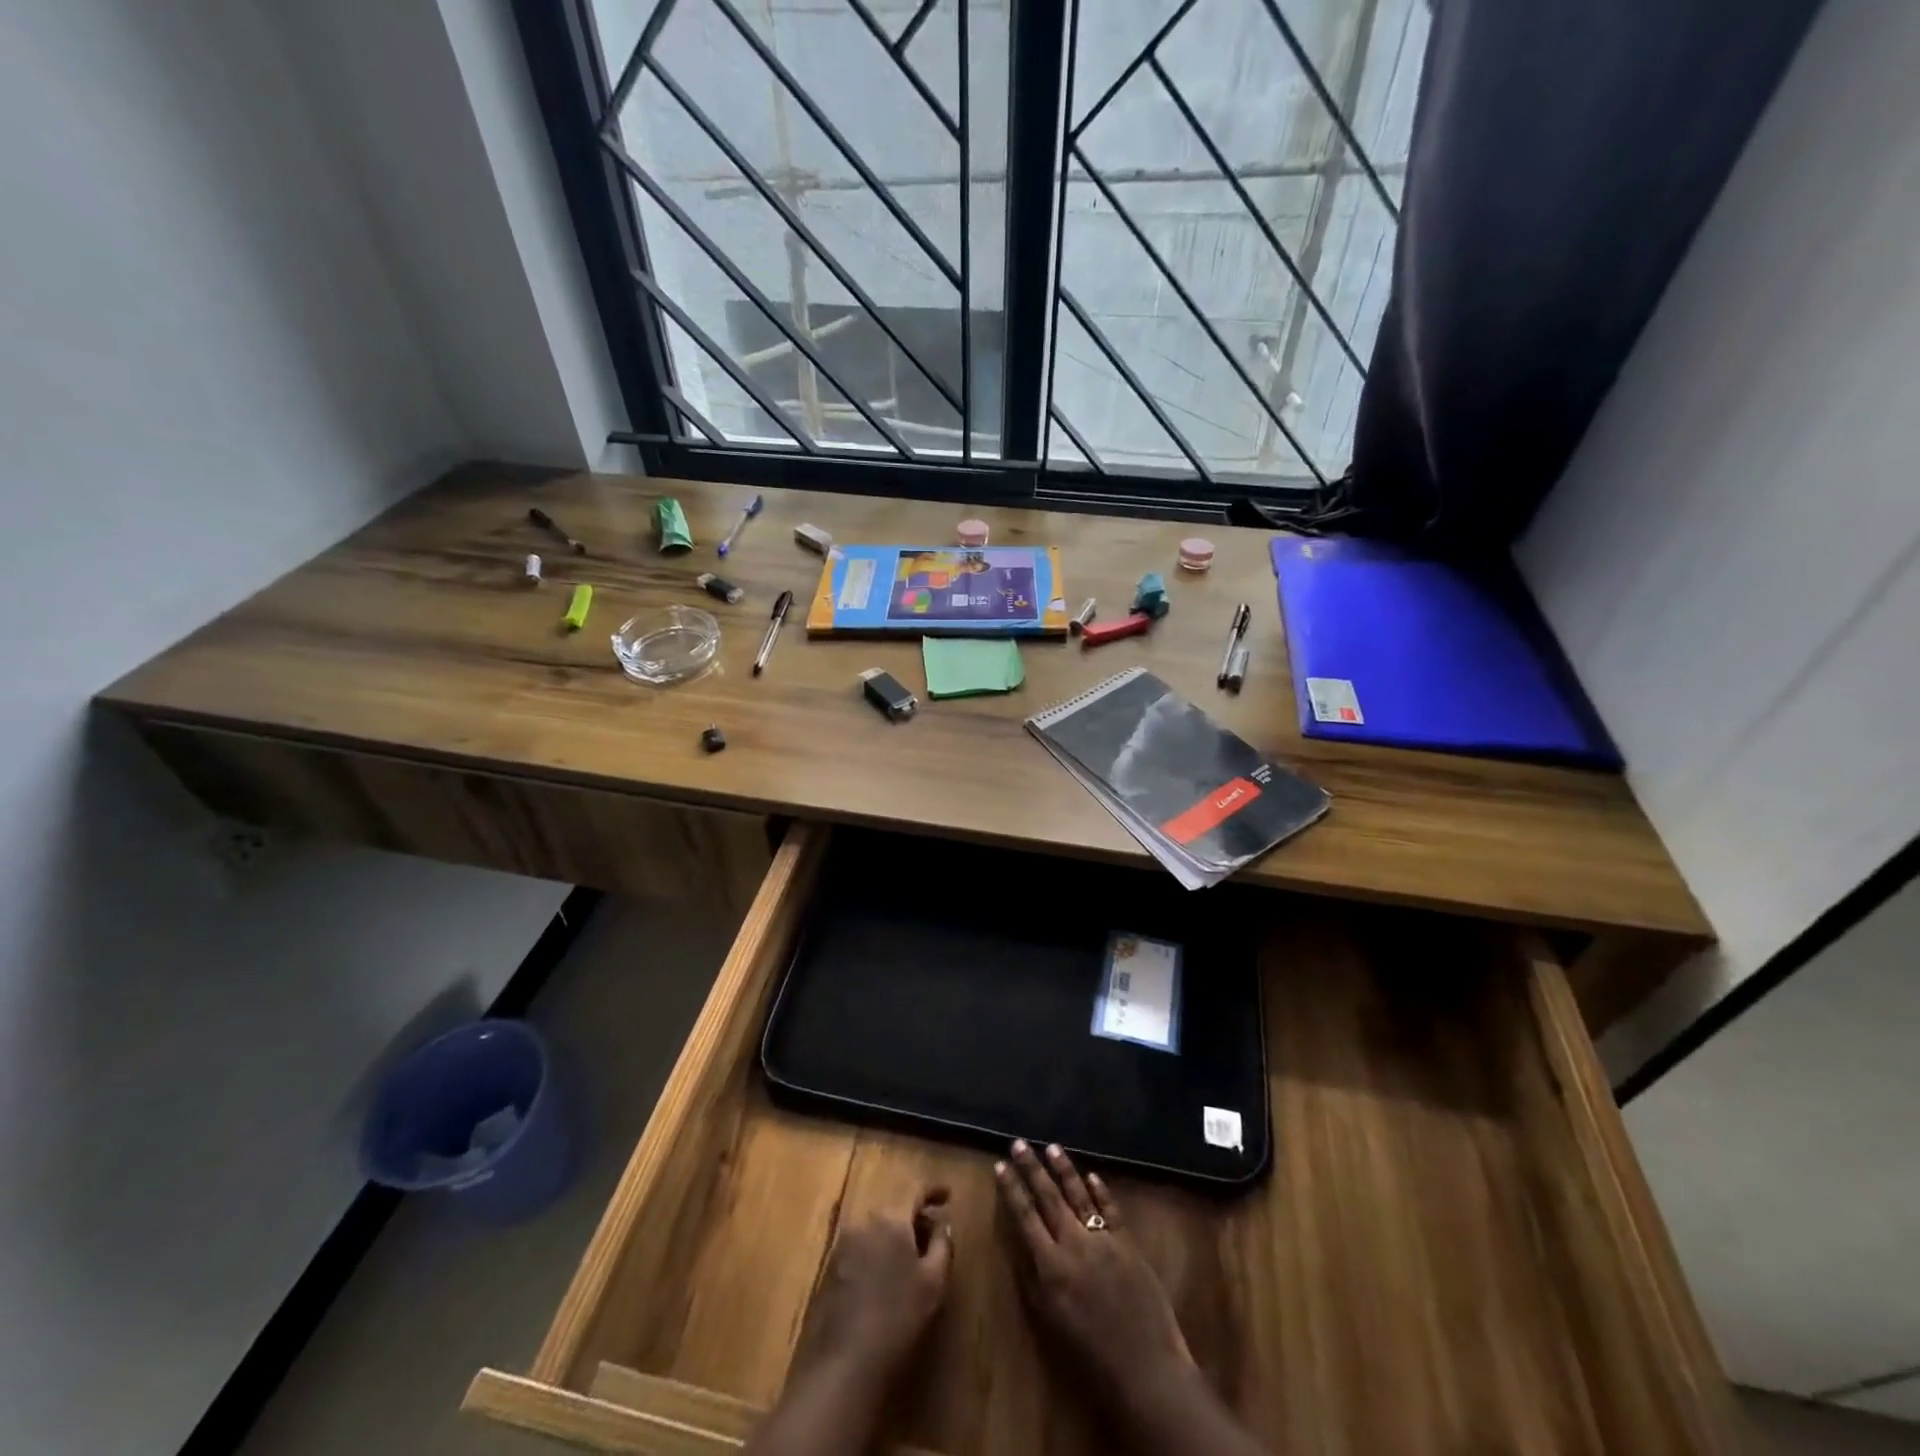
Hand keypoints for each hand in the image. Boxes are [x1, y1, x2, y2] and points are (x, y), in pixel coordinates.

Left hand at [787, 1187, 954, 1391]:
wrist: (845, 1362)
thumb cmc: (898, 1318)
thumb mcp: (933, 1283)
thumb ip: (942, 1245)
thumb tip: (943, 1224)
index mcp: (891, 1218)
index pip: (915, 1191)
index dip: (933, 1190)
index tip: (948, 1196)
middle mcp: (864, 1220)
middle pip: (894, 1207)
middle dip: (913, 1217)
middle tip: (931, 1235)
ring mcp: (843, 1243)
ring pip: (876, 1227)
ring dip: (894, 1235)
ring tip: (910, 1258)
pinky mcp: (831, 1266)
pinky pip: (861, 1245)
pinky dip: (876, 1250)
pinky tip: (885, 1276)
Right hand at [995, 1141, 1193, 1410]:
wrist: (1145, 1366)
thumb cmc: (1090, 1354)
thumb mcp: (1050, 1320)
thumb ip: (1033, 1279)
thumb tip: (1021, 1243)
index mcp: (1051, 1265)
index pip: (1025, 1216)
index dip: (1011, 1189)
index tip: (999, 1165)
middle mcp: (1074, 1243)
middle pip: (1049, 1197)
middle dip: (1031, 1168)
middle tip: (1019, 1143)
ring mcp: (1103, 1238)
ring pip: (1078, 1194)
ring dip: (1063, 1169)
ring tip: (1051, 1147)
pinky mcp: (1128, 1242)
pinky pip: (1110, 1208)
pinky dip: (1099, 1190)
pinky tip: (1091, 1175)